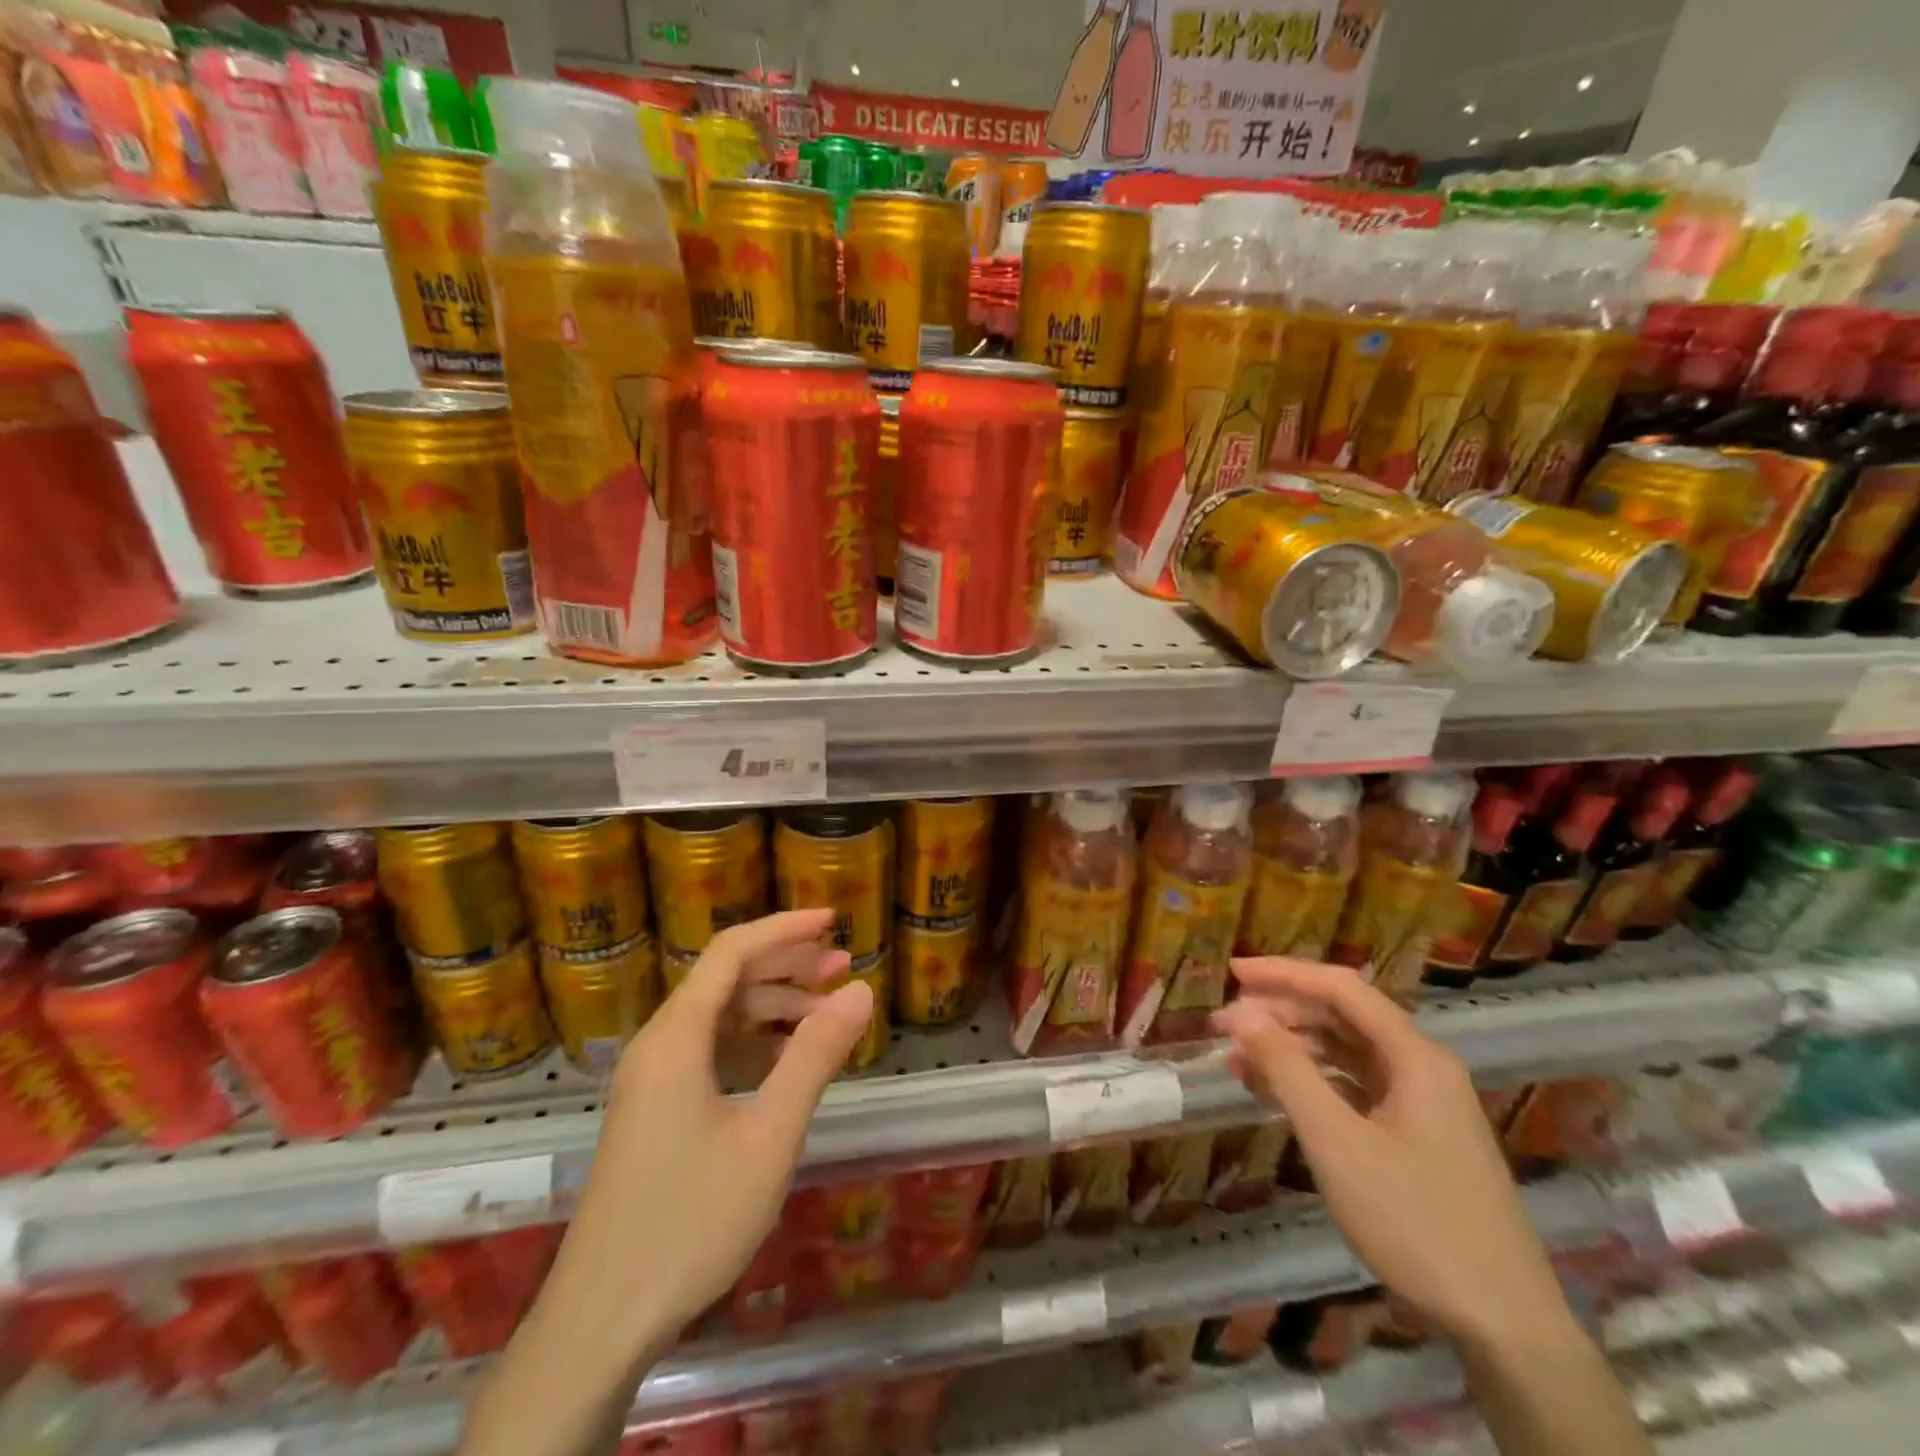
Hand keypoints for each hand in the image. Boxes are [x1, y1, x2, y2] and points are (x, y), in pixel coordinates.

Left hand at [542, 909, 873, 1356]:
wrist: (600, 1321)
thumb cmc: (691, 1220)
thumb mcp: (769, 1136)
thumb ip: (815, 1057)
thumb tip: (860, 991)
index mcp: (677, 1037)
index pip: (733, 952)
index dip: (784, 928)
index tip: (833, 921)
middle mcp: (659, 1045)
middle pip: (726, 979)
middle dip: (786, 966)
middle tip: (843, 967)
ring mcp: (652, 1079)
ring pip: (719, 1017)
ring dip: (773, 1006)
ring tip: (827, 1012)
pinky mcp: (655, 1109)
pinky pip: (710, 1052)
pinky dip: (754, 1043)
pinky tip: (789, 1061)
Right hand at [1211, 958, 1570, 1350]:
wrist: (1506, 1326)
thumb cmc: (1416, 1223)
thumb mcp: (1337, 1143)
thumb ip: (1286, 1070)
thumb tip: (1241, 1014)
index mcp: (1414, 1056)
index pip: (1340, 988)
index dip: (1283, 973)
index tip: (1231, 972)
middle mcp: (1421, 1066)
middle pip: (1342, 1016)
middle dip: (1280, 1014)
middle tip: (1224, 1026)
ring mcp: (1422, 1102)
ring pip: (1345, 1053)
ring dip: (1291, 1049)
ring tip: (1238, 1061)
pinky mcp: (1417, 1134)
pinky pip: (1354, 1087)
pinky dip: (1312, 1083)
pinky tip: (1274, 1094)